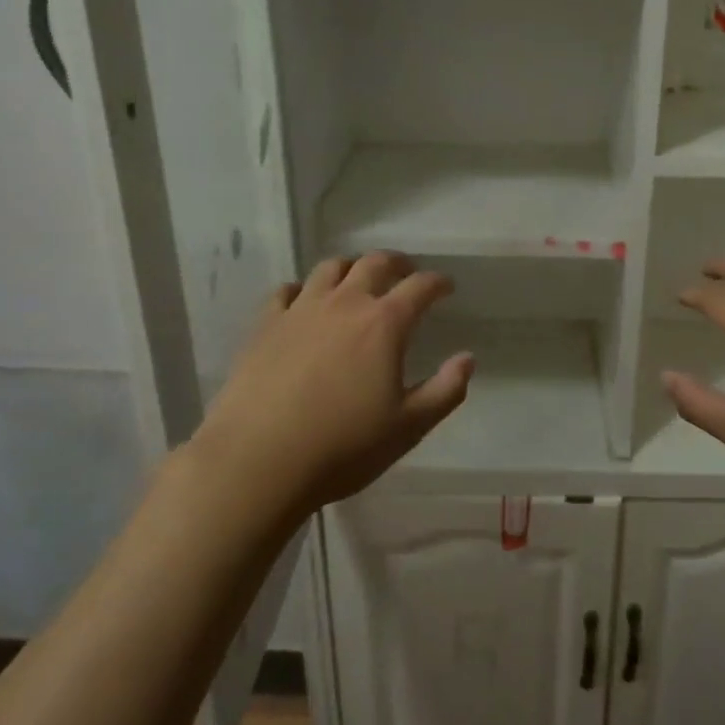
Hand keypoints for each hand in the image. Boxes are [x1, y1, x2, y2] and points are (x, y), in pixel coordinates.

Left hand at [194, 252, 473, 520]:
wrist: (258, 461)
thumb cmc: (343, 447)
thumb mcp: (408, 427)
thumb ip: (445, 391)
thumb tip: (467, 359)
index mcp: (384, 324)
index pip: (419, 286)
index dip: (437, 282)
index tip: (446, 287)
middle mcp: (344, 304)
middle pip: (374, 263)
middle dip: (396, 263)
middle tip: (405, 273)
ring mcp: (301, 310)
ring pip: (330, 268)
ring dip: (351, 268)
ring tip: (357, 280)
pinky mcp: (265, 324)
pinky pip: (286, 290)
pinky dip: (302, 289)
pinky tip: (304, 302)